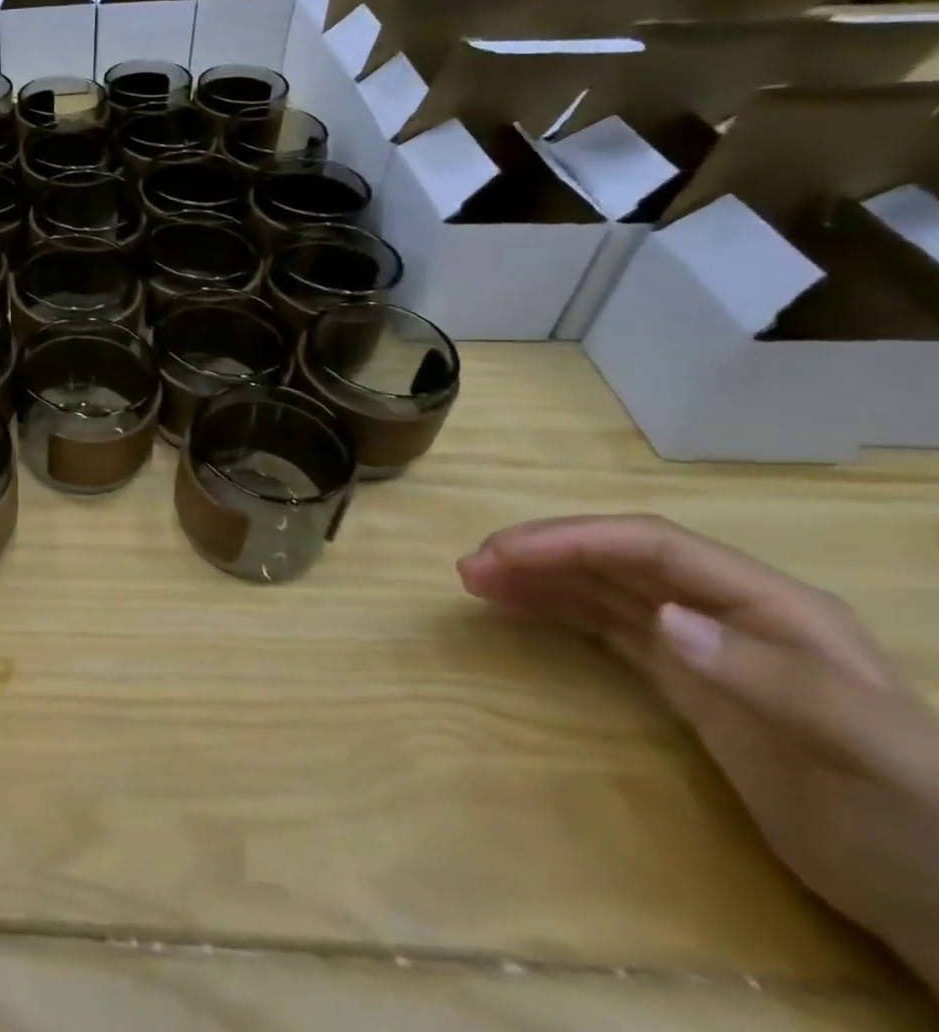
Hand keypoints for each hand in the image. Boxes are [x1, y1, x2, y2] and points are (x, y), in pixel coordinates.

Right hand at [459, 515, 938, 991]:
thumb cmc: (921, 823)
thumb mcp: (871, 753)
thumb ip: (773, 678)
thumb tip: (662, 619)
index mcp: (769, 604)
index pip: (650, 545)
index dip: (572, 539)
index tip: (503, 553)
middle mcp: (728, 611)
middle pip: (615, 558)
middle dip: (539, 552)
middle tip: (470, 566)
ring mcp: (705, 647)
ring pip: (602, 588)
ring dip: (537, 576)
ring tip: (475, 580)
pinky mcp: (688, 683)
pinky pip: (607, 628)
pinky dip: (557, 611)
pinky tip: (518, 607)